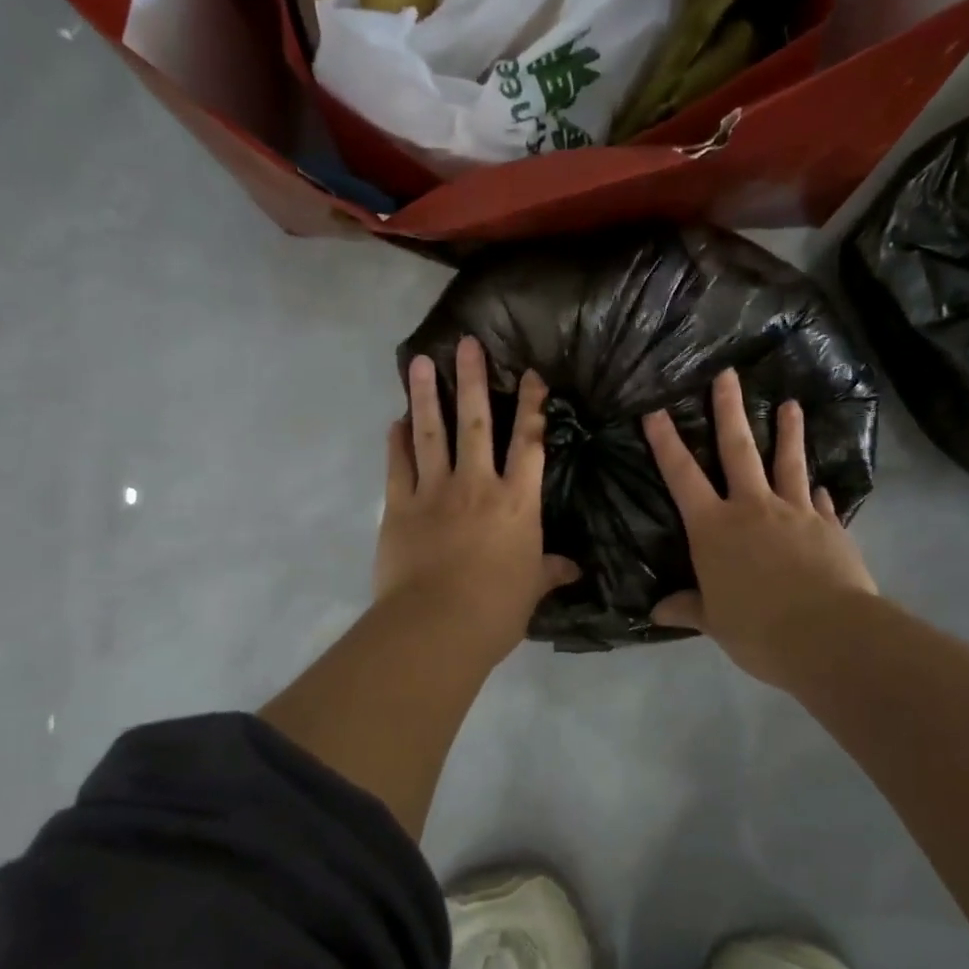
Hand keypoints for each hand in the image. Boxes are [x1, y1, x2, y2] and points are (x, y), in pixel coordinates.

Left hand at [377, 337, 578, 666]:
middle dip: (472, 379)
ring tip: (418, 361)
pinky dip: (396, 442)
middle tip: (466, 343)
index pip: (529, 444)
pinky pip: (398, 465)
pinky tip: (395, 421)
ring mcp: (434, 491)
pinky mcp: (399, 506)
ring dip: (424, 395)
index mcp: (517, 502)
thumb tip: (574, 569)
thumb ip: (550, 571)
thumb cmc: (495, 609)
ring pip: (430, 433)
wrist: (436, 626)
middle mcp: (476, 484)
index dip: (532, 406)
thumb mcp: (531, 589)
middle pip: (475, 422)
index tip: (532, 374)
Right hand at [643, 368, 876, 691]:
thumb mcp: (714, 621)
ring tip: (791, 404)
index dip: (665, 441)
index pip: (681, 475)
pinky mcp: (828, 527)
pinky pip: (820, 502)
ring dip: (787, 432)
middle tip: (727, 373)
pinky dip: (818, 491)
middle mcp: (752, 507)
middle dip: (729, 409)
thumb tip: (657, 611)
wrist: (827, 635)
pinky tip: (823, 484)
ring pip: (788, 462)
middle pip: (738, 449)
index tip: (654, 408)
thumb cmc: (757, 628)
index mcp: (713, 527)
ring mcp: (794, 512)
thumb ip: (688, 607)